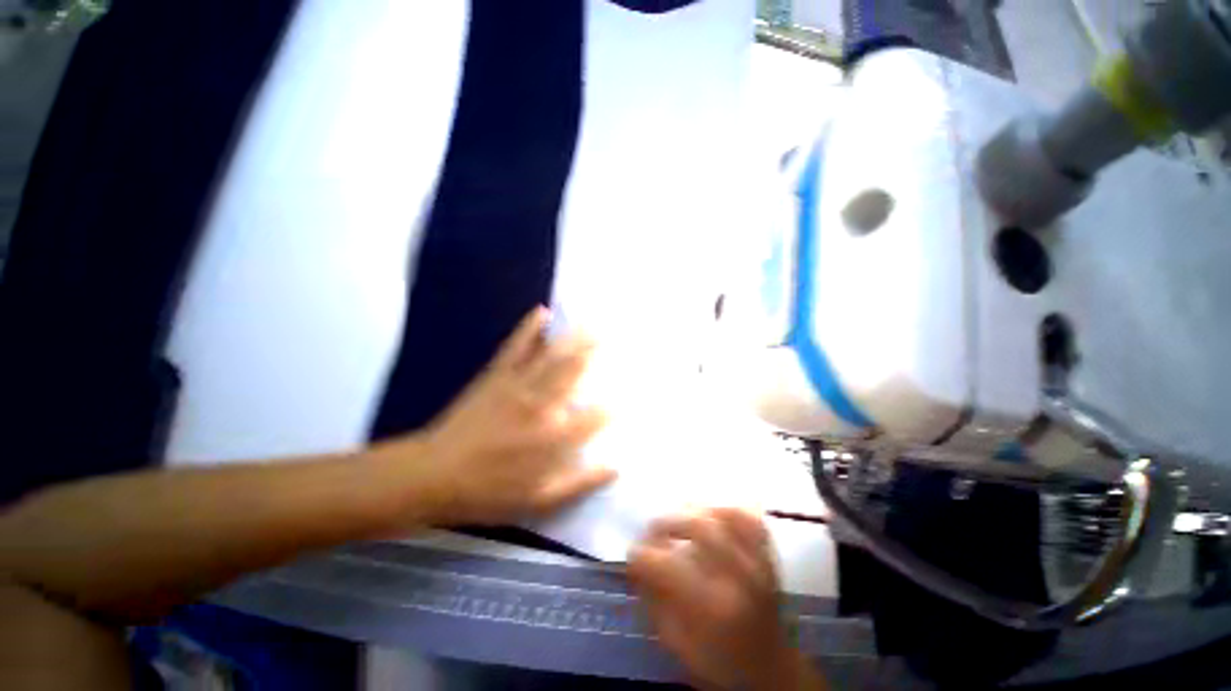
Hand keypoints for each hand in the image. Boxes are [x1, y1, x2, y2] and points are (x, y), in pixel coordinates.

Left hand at [411, 306, 614, 524]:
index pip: (595, 417)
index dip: (613, 407)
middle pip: (575, 374)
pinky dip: (529, 328)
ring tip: (591, 323)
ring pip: (553, 357)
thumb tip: (614, 467)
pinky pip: (516, 347)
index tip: (627, 397)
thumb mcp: (539, 501)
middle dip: (595, 354)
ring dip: (574, 338)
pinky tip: (541, 312)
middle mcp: (541, 406)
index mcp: (554, 438)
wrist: (434, 475)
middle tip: (612, 336)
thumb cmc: (489, 492)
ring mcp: (518, 386)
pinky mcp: (497, 376)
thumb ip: (580, 483)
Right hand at [628, 508, 826, 690]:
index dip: (642, 556)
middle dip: (666, 522)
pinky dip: (726, 507)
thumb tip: (636, 564)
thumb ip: (654, 601)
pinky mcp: (768, 553)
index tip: (632, 554)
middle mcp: (739, 577)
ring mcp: (758, 561)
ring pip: (724, 513)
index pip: (667, 566)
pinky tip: (711, 512)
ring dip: (694, 509)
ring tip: (679, 516)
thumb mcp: (677, 644)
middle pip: (698, 527)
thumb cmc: (719, 662)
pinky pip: (748, 516)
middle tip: (652, 529)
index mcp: (713, 608)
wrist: (771, 668)